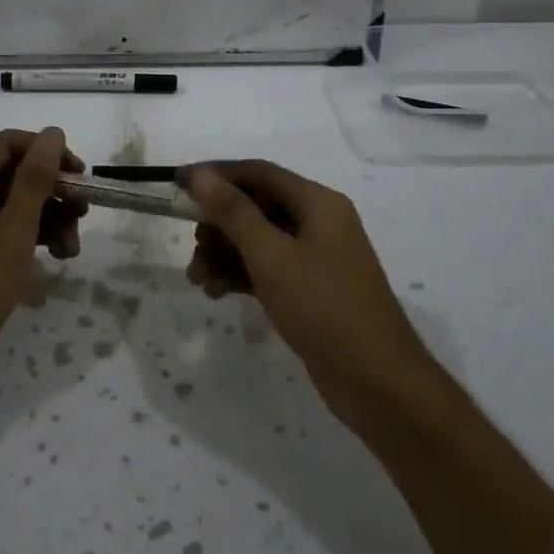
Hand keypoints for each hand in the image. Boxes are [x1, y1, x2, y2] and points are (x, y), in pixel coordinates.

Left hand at [0, 128, 85, 413]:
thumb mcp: (11, 233)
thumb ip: (34, 182)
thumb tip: (53, 132)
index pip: (9, 145)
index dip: (47, 151)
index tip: (80, 175)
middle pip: (15, 175)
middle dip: (53, 191)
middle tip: (84, 214)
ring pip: (16, 206)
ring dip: (50, 219)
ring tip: (73, 250)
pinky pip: (9, 232)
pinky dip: (34, 240)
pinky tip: (58, 259)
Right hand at [183, 161, 429, 408]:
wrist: (375, 381)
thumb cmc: (323, 307)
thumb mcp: (271, 256)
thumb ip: (233, 212)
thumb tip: (199, 175)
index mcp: (318, 203)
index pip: (259, 172)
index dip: (217, 175)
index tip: (177, 185)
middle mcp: (318, 223)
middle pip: (256, 207)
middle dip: (219, 224)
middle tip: (193, 245)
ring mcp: (315, 258)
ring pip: (258, 241)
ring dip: (224, 254)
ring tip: (198, 279)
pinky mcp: (309, 290)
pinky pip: (267, 269)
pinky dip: (240, 275)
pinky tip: (216, 292)